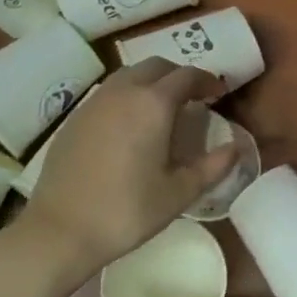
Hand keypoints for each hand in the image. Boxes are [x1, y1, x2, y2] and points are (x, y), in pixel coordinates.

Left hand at [25, 60, 239, 270]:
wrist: (60, 230)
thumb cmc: (127, 210)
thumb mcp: (179, 192)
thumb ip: (213, 166)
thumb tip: (236, 147)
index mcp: (153, 104)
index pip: (187, 75)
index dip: (207, 81)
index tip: (218, 94)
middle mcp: (124, 92)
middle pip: (157, 66)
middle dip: (179, 76)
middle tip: (193, 98)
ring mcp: (95, 102)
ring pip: (129, 75)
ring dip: (151, 82)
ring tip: (162, 109)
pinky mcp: (75, 117)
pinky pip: (109, 92)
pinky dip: (128, 96)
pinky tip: (130, 125)